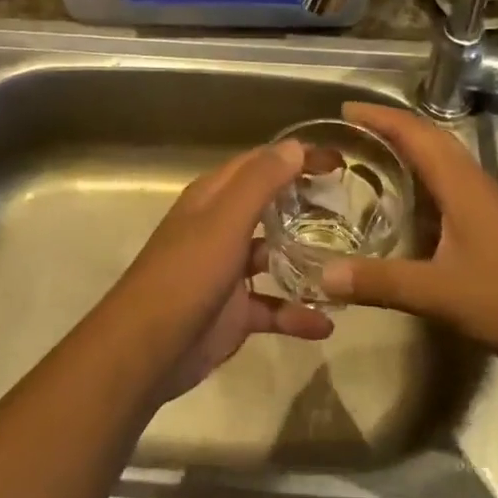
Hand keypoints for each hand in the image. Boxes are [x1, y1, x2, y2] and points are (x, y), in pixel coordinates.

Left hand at [106, 141, 332, 399]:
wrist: (146, 350)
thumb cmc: (187, 274)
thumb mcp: (225, 220)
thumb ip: (260, 182)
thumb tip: (295, 146)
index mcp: (214, 198)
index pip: (261, 164)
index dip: (297, 157)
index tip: (339, 162)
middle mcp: (221, 227)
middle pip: (270, 206)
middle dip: (306, 203)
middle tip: (351, 206)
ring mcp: (227, 271)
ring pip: (274, 255)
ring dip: (306, 258)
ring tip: (348, 260)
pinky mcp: (234, 312)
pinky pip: (273, 307)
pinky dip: (297, 313)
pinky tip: (326, 323)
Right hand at [320, 103, 497, 374]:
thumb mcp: (439, 294)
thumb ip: (381, 283)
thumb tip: (323, 275)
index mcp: (461, 185)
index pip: (416, 134)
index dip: (380, 117)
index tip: (345, 109)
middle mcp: (475, 184)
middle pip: (431, 138)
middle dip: (391, 126)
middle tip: (352, 128)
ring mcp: (490, 204)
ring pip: (445, 160)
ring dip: (410, 148)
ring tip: (373, 154)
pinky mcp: (497, 225)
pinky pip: (452, 184)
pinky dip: (425, 177)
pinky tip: (411, 204)